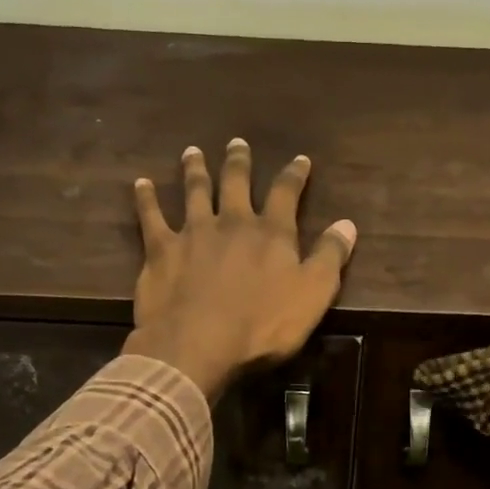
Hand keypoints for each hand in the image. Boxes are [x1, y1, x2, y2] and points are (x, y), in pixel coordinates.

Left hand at [125, 139, 356, 399]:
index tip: (300, 159)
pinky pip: (151, 217)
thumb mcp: (313, 295)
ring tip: (192, 152)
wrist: (200, 344)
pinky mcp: (160, 250)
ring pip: (194, 192)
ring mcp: (193, 233)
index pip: (286, 193)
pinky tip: (141, 183)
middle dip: (239, 162)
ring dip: (195, 170)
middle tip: (237, 144)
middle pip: (235, 183)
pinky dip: (146, 198)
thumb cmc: (263, 326)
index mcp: (271, 233)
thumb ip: (331, 257)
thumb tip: (348, 224)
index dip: (294, 175)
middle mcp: (232, 222)